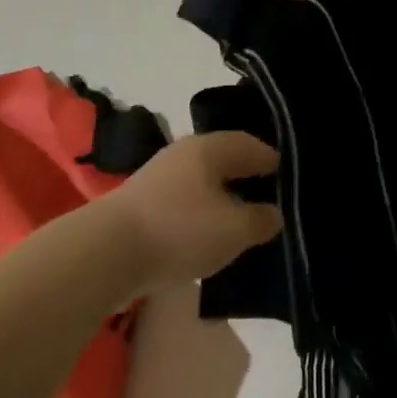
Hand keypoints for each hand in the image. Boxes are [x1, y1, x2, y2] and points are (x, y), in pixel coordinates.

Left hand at [105, 132, 282, 289]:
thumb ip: (261, 220)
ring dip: (222, 196)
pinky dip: (201, 212)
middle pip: (224, 159)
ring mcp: (159, 176)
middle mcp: (184, 153)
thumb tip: (273, 213)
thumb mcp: (234, 229)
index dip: (272, 160)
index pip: (251, 144)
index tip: (289, 176)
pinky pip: (185, 201)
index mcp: (210, 148)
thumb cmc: (180, 230)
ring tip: (240, 218)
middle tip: (269, 196)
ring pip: (203, 181)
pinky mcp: (143, 203)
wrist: (106, 253)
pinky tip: (207, 233)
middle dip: (246, 176)